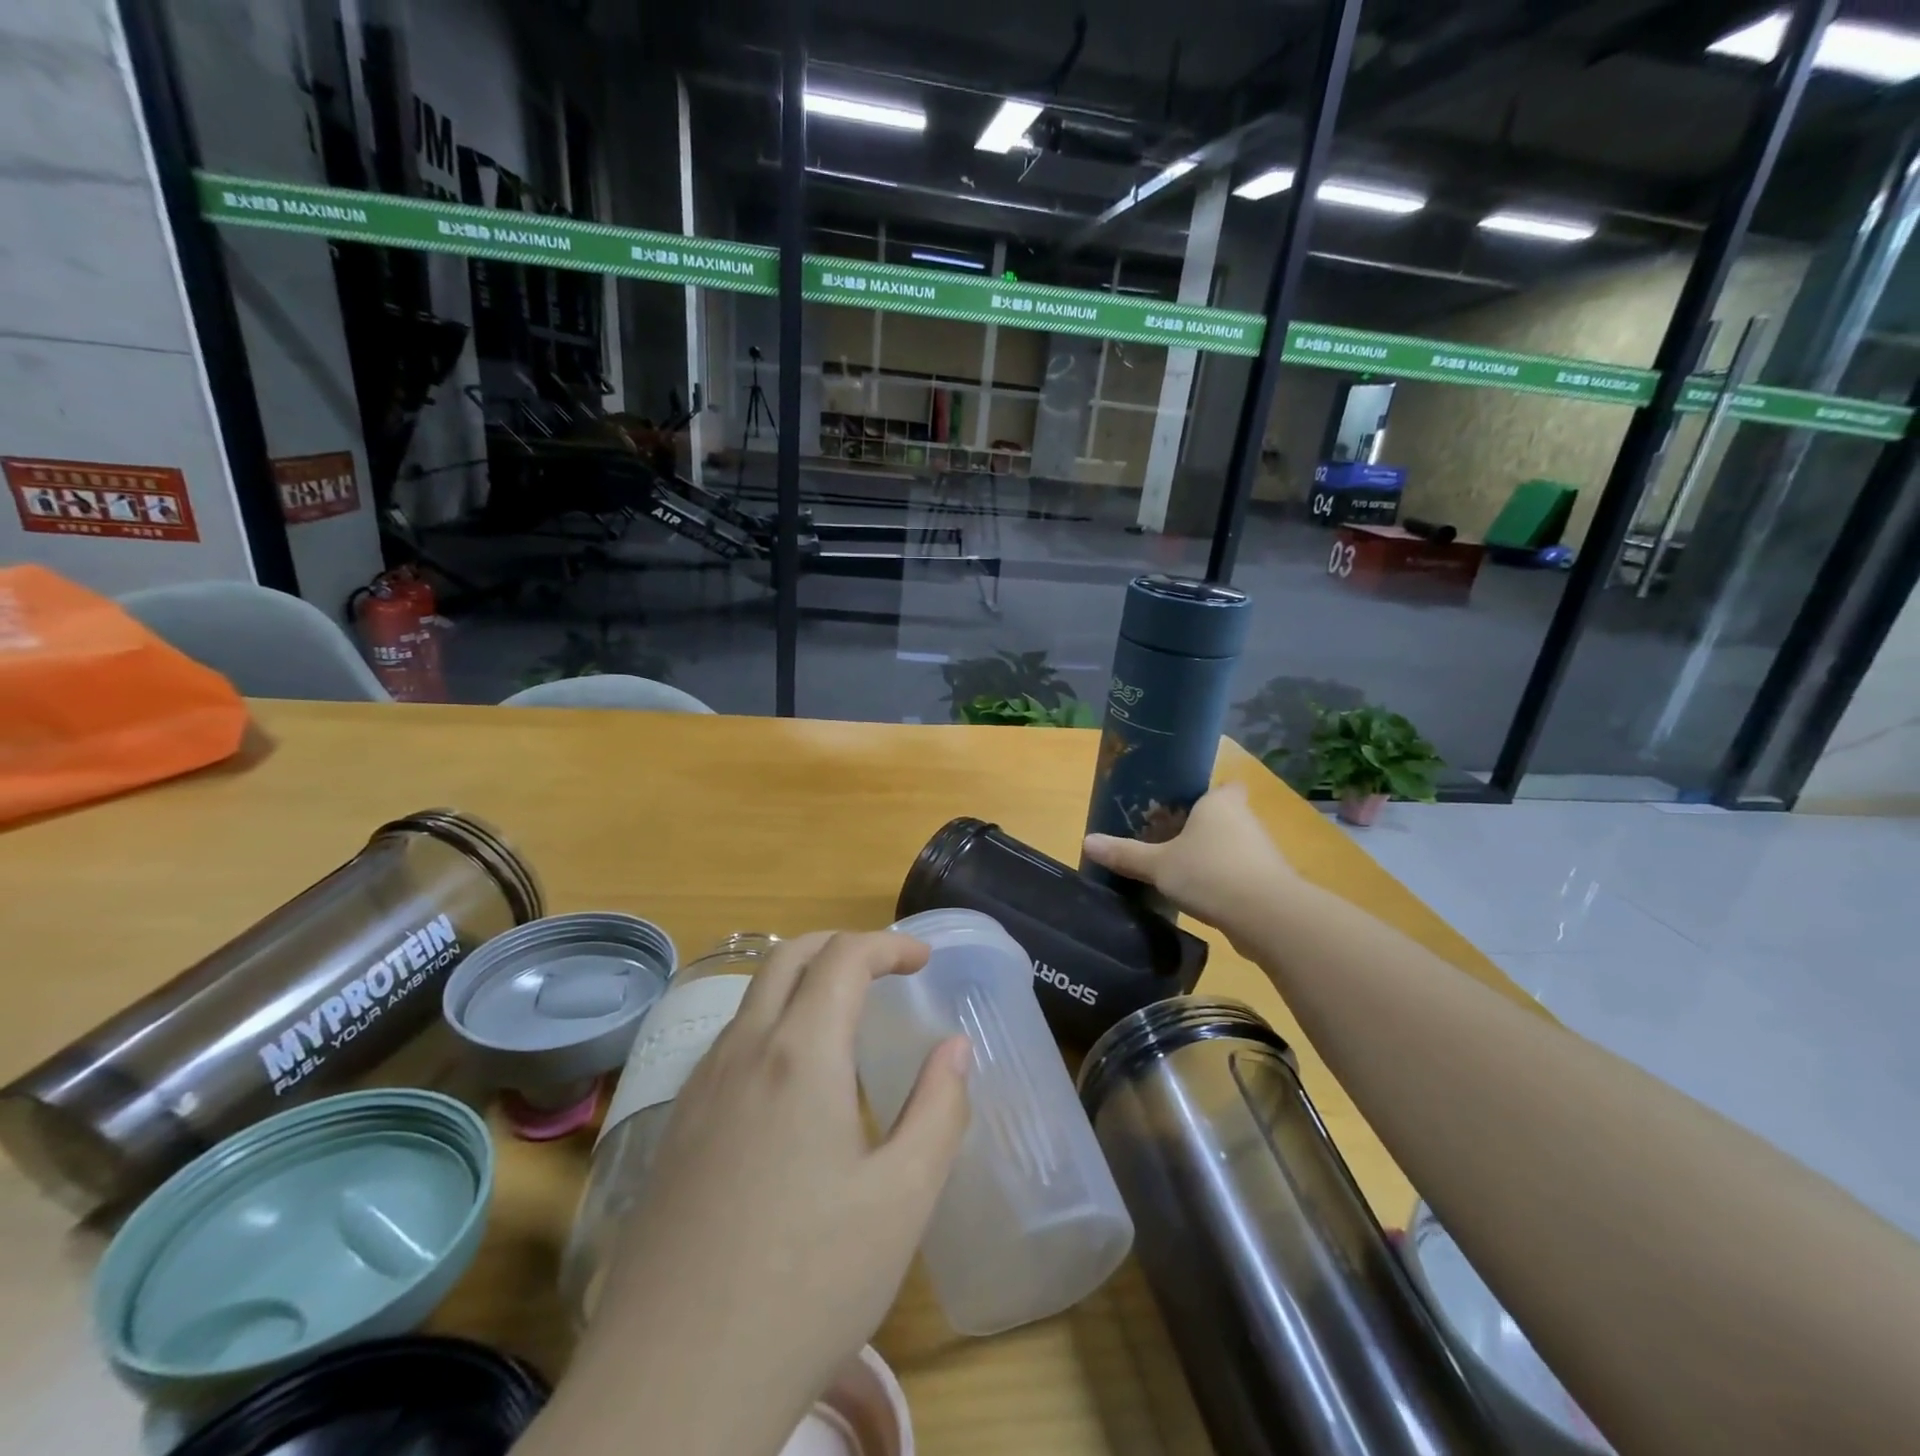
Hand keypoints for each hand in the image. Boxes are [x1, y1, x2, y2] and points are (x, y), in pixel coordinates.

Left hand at [567, 931, 970, 1455]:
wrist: (670, 1387)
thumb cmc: (806, 1286)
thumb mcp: (901, 1201)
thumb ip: (939, 1110)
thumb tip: (955, 1048)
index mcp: (800, 1054)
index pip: (844, 957)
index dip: (888, 944)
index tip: (923, 959)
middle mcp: (743, 1051)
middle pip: (788, 957)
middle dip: (842, 946)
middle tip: (885, 968)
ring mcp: (698, 1088)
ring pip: (753, 997)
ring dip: (802, 981)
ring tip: (844, 1018)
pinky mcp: (673, 1128)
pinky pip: (728, 1043)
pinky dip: (770, 1023)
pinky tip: (789, 1083)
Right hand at [1083, 782, 1294, 940]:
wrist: (1267, 916)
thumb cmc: (1209, 873)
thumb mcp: (1158, 865)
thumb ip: (1125, 854)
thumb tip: (1087, 841)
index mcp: (1220, 803)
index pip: (1224, 785)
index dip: (1207, 795)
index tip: (1184, 808)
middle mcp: (1246, 820)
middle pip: (1225, 816)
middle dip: (1202, 829)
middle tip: (1169, 843)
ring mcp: (1262, 852)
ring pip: (1234, 846)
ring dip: (1214, 857)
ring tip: (1182, 873)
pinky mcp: (1269, 882)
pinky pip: (1241, 874)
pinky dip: (1225, 882)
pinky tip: (1203, 898)